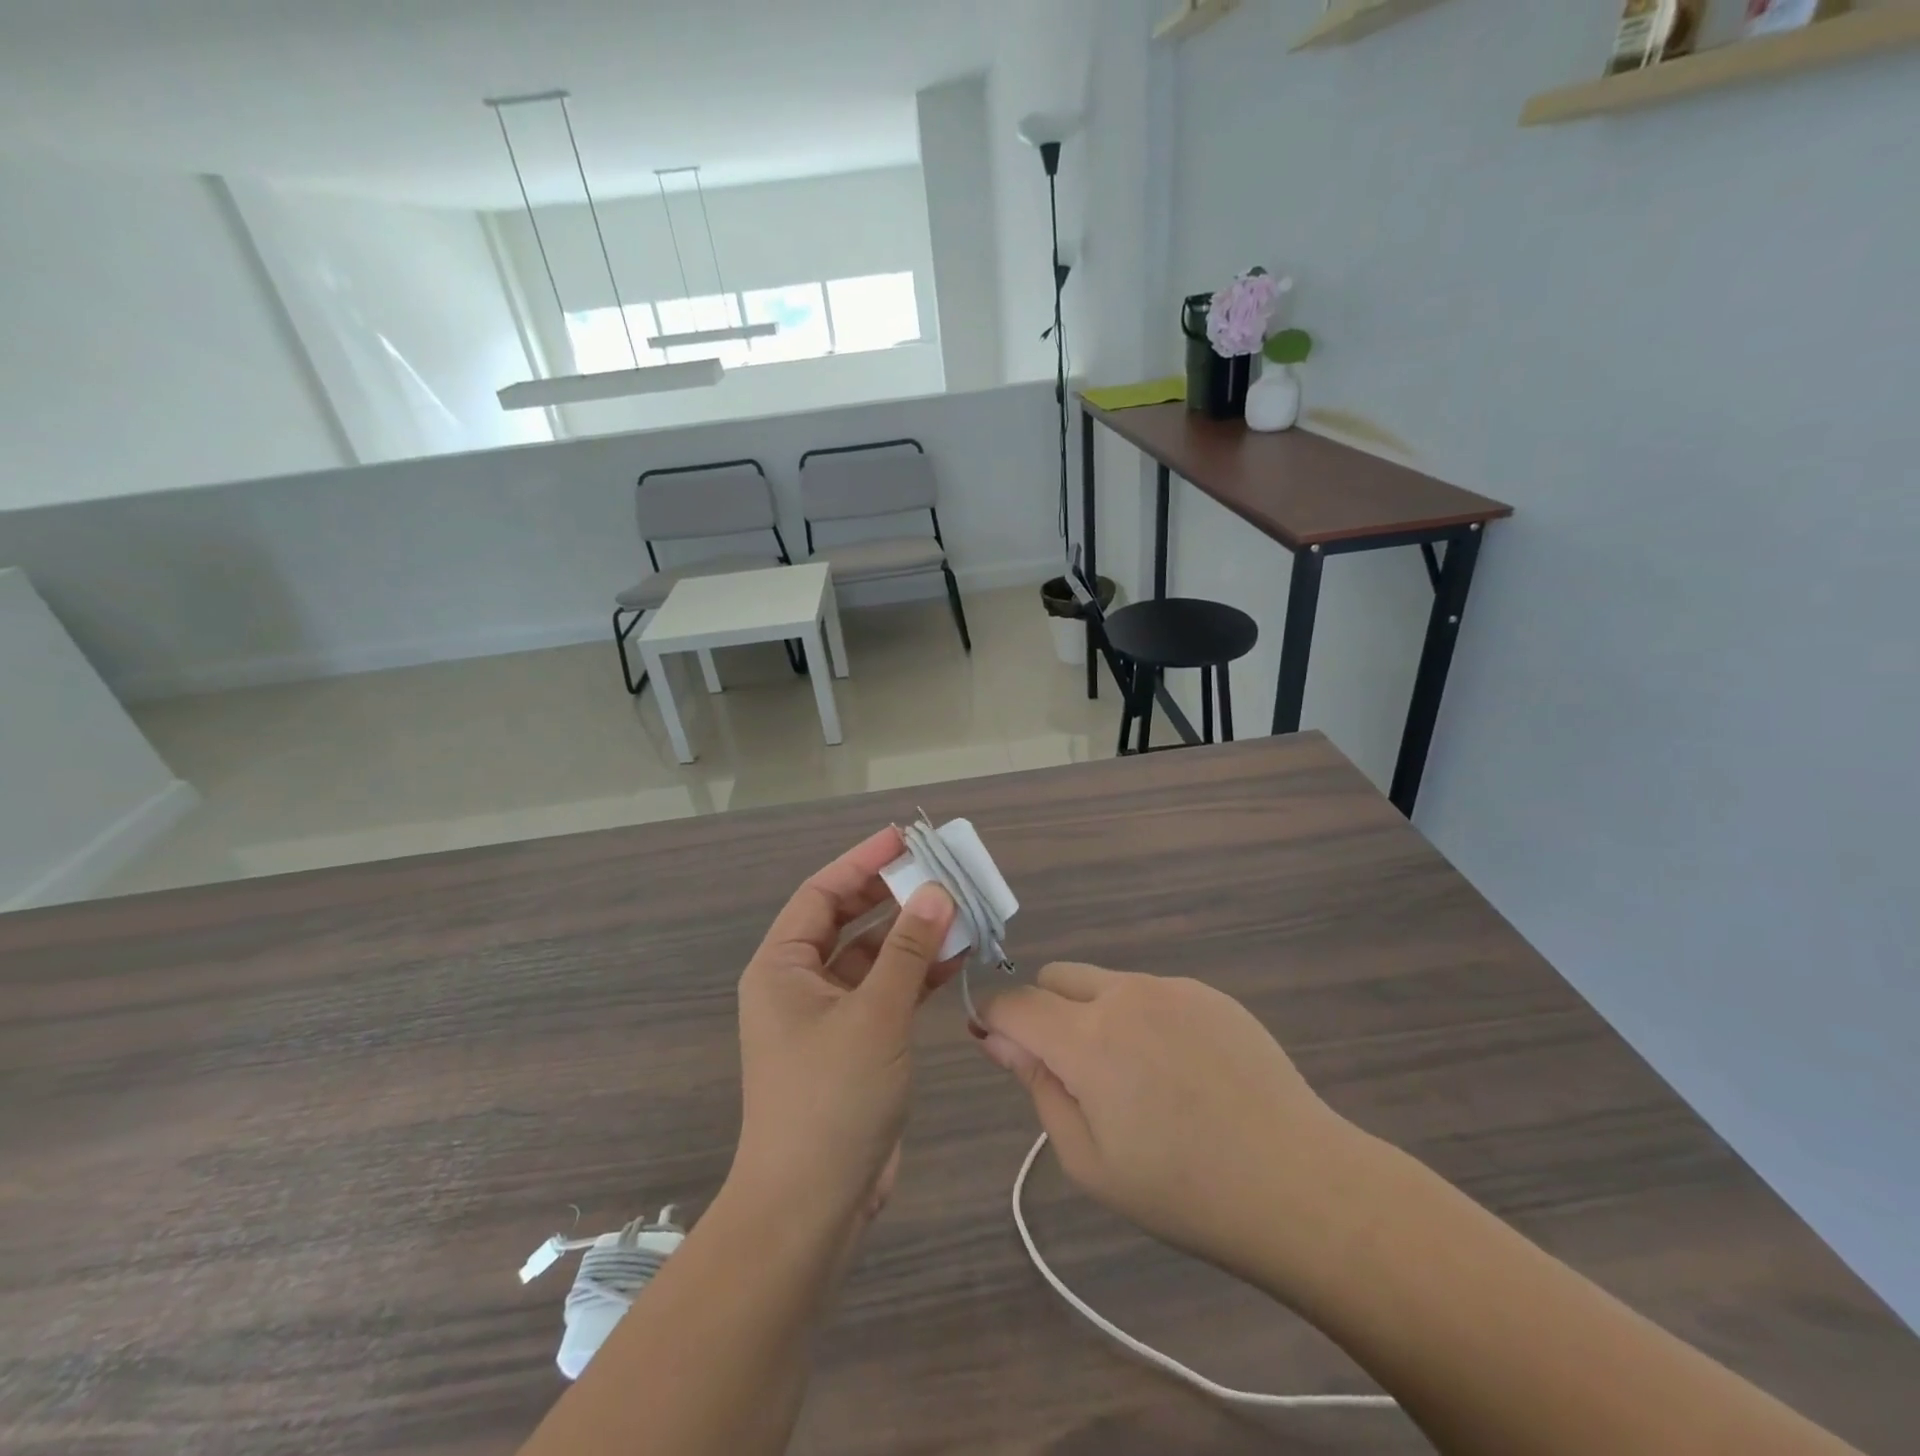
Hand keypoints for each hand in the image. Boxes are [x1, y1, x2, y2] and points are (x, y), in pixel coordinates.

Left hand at [731, 827, 958, 1232]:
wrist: (812, 1208)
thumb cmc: (831, 1100)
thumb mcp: (875, 1016)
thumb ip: (908, 950)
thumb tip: (936, 891)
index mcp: (782, 967)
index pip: (822, 893)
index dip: (862, 862)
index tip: (904, 838)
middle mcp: (799, 984)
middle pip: (848, 921)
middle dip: (893, 895)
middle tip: (939, 870)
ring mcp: (829, 1016)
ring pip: (873, 957)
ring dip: (912, 935)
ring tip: (959, 909)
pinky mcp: (856, 1045)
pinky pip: (887, 992)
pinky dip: (917, 975)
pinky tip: (956, 957)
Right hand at [977, 964, 1356, 1285]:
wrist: (1299, 1185)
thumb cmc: (1182, 1191)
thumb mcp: (1089, 1160)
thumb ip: (1037, 1087)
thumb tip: (1000, 1038)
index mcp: (1086, 1039)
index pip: (1014, 1002)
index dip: (995, 1019)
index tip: (1000, 1047)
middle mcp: (1123, 994)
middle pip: (1055, 977)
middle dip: (1045, 1012)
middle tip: (1075, 1073)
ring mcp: (1170, 987)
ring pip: (1104, 982)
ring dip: (1096, 1014)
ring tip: (1138, 1078)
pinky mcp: (1208, 992)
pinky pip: (1152, 992)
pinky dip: (1143, 1018)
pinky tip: (1182, 1070)